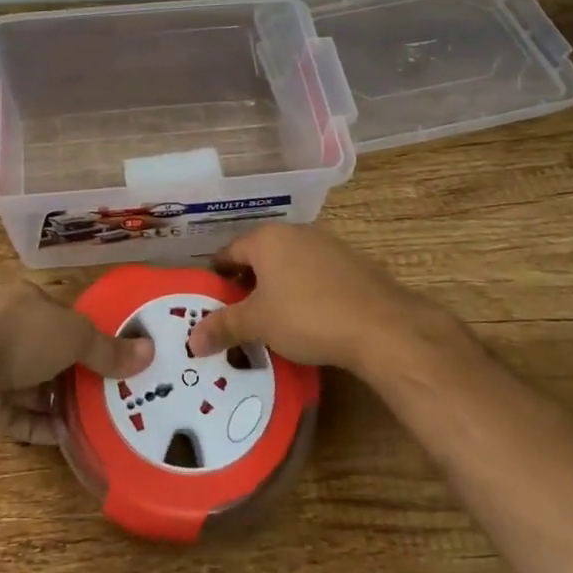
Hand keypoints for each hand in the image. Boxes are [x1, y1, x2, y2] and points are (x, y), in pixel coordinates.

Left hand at [0, 282, 151, 443]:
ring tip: (96, 418)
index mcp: (24, 301)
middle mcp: (4, 329)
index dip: (86, 335)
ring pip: (31, 385)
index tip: (112, 357)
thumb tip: (149, 352)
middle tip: (110, 393)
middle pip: (47, 352)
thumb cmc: (20, 336)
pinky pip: (17, 414)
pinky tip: (67, 437)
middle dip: (75, 372)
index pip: (61, 316)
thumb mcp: (74, 336)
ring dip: (59, 401)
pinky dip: (40, 424)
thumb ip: (107, 349)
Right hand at [184, 223, 456, 376]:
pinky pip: (315, 274)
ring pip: (289, 265)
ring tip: (271, 321)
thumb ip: (223, 326)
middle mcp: (296, 232)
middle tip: (237, 315)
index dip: (216, 277)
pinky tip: (308, 319)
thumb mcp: (258, 324)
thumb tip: (191, 340)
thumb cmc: (307, 316)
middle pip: (260, 256)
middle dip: (247, 284)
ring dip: (277, 288)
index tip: (210, 301)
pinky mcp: (352, 263)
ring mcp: (328, 245)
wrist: (381, 325)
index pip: (229, 252)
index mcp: (267, 239)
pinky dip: (304, 291)